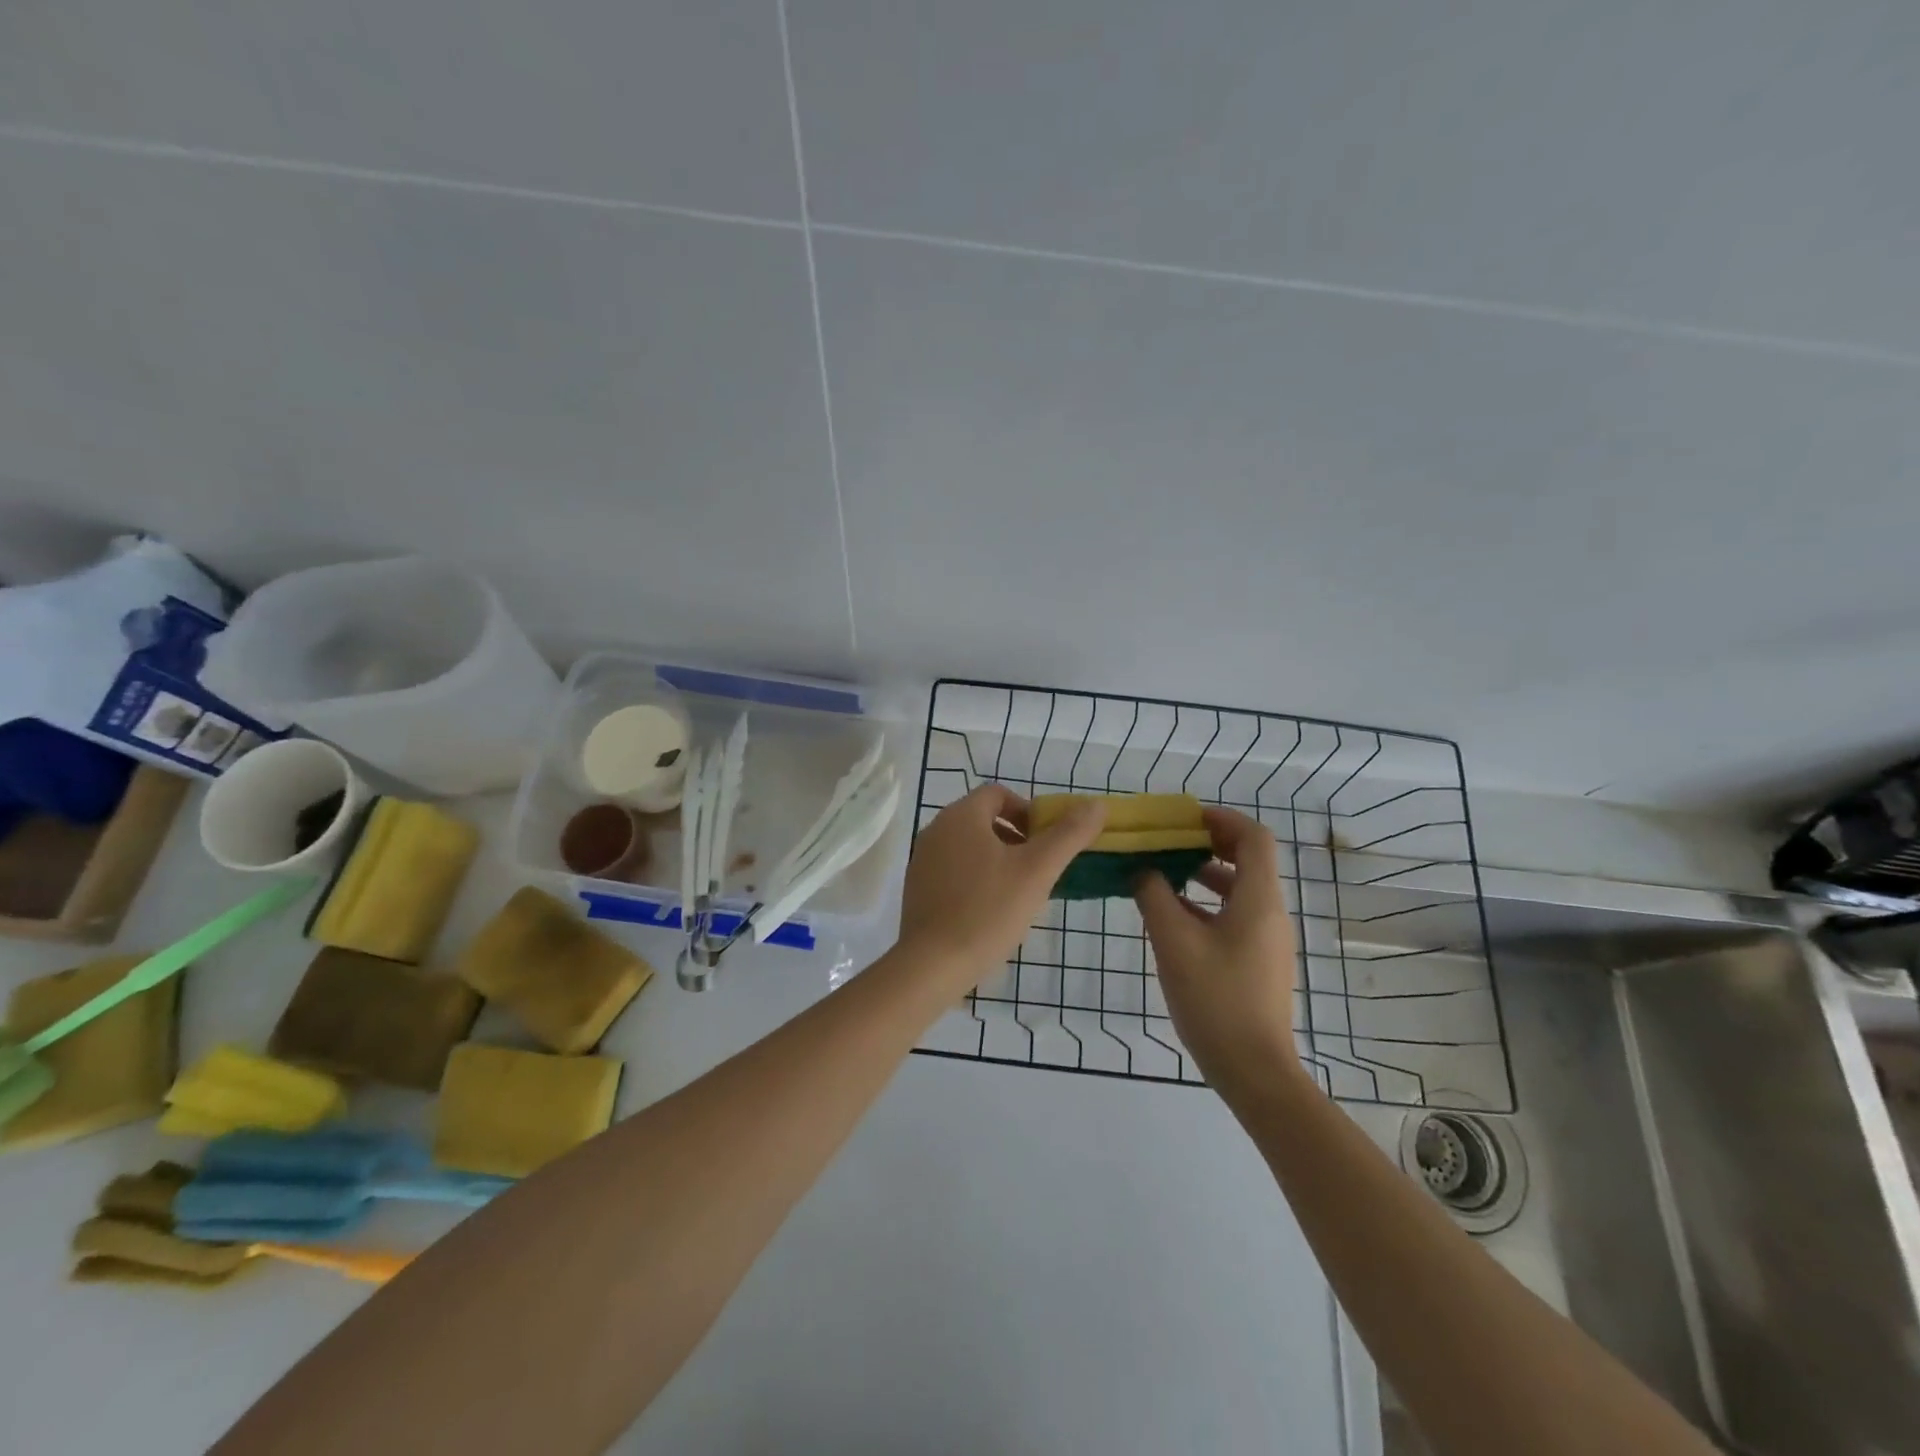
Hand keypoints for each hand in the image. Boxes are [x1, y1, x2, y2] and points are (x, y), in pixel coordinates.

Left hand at [899, 785, 1104, 983]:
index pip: (999, 794)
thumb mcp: (1037, 870)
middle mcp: (936, 829)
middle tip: (1039, 869)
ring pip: (969, 846)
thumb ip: (1068, 834)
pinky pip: (953, 870)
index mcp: (961, 816)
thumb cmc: (988, 910)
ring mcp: (922, 859)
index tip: (1047, 841)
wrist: (932, 964)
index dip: (1028, 811)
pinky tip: (991, 911)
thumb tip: (1097, 804)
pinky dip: (976, 878)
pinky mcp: (917, 888)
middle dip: (1016, 838)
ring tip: (1020, 893)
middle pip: (984, 819)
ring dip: (998, 859)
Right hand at [1134, 807, 1302, 1098]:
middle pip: (1248, 859)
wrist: (1254, 1071)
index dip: (1222, 819)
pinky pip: (1234, 914)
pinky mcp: (1257, 961)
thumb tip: (1142, 869)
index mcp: (1258, 900)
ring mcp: (1266, 939)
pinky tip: (1172, 914)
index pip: (1254, 837)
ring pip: (1239, 888)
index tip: (1184, 818)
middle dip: (1209, 843)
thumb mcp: (1174, 942)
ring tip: (1164, 871)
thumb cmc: (1216, 1000)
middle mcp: (1269, 913)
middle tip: (1169, 840)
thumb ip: (1154, 897)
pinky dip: (1206, 902)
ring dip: (1204, 873)